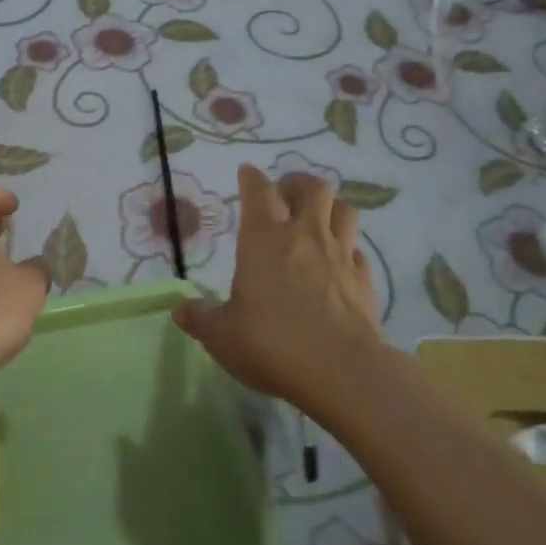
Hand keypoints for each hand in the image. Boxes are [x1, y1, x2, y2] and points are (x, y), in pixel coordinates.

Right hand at [173, 166, 380, 415]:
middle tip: (285, 195)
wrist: (341, 371)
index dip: (251, 177)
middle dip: (297, 183)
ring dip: (330, 207)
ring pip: (343, 210)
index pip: (258, 190)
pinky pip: (357, 250)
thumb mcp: (221, 335)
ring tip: (317, 219)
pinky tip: (340, 262)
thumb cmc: (272, 343)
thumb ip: (200, 318)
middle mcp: (305, 235)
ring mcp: (340, 255)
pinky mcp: (365, 280)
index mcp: (264, 238)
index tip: (246, 173)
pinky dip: (348, 249)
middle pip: (311, 187)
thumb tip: (180, 309)